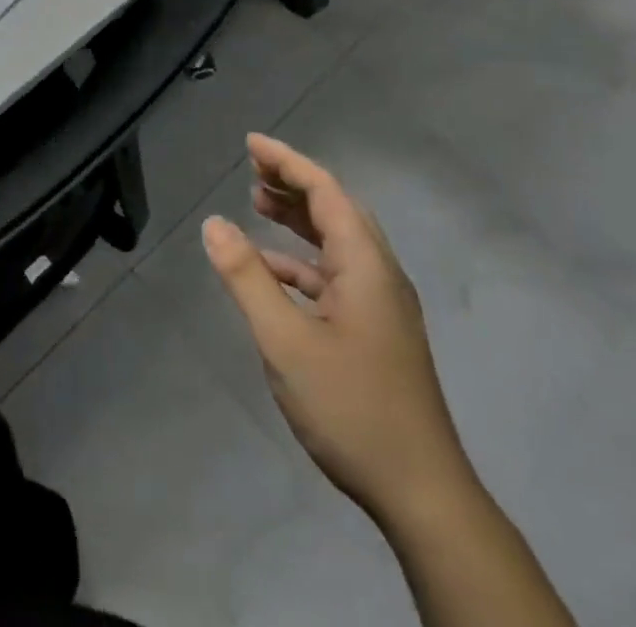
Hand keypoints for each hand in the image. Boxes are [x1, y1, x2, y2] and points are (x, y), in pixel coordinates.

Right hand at [202, 133, 473, 528]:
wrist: (421, 494)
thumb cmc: (351, 407)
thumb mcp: (285, 341)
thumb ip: (247, 278)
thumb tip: (214, 224)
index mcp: (365, 264)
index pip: (325, 191)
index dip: (287, 161)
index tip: (251, 143)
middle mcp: (379, 273)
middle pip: (335, 209)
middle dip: (293, 183)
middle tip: (251, 169)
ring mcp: (381, 304)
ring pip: (336, 242)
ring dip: (299, 219)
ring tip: (258, 204)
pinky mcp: (377, 331)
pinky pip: (335, 275)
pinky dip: (302, 261)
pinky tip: (273, 272)